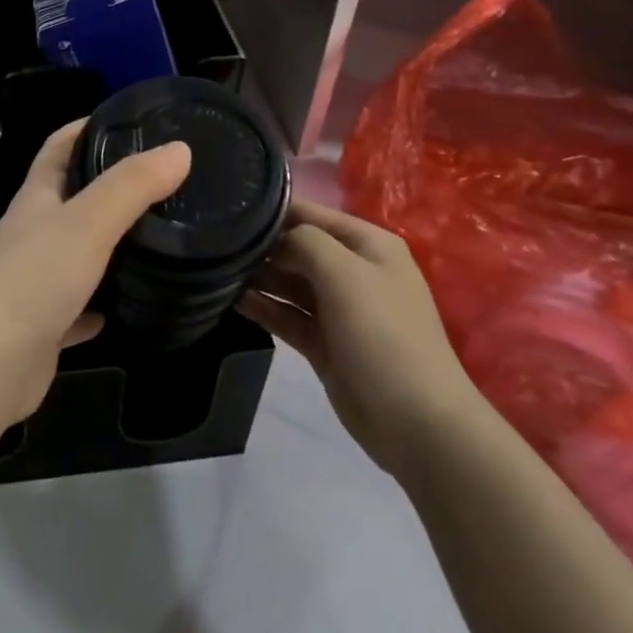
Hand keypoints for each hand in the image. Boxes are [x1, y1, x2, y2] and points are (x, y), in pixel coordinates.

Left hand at [0, 119, 190, 425]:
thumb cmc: (34, 279)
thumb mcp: (88, 222)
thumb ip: (133, 185)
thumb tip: (180, 149)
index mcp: (36, 198)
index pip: (59, 146)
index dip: (87, 127)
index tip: (130, 121)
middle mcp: (32, 233)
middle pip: (71, 198)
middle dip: (109, 186)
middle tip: (162, 183)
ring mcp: (34, 280)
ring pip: (76, 253)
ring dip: (108, 246)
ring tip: (157, 239)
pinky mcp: (42, 325)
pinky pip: (77, 308)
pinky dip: (99, 304)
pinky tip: (126, 307)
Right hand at [240, 201, 481, 472]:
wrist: (417, 423)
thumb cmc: (383, 335)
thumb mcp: (345, 273)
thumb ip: (305, 241)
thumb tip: (276, 239)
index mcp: (368, 245)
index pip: (312, 214)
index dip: (274, 210)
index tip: (230, 209)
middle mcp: (353, 271)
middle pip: (297, 247)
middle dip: (262, 245)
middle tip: (215, 245)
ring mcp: (339, 309)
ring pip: (289, 283)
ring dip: (258, 277)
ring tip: (216, 271)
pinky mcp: (324, 343)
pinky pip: (287, 316)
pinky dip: (263, 307)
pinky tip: (231, 300)